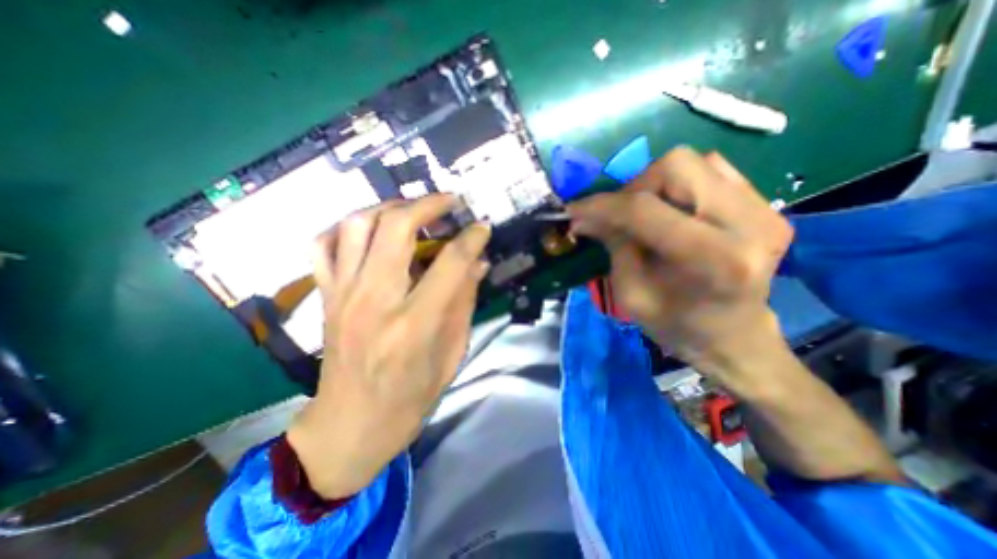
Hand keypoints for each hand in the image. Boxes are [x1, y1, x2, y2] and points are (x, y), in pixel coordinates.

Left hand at [289, 195, 489, 496]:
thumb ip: (465, 302)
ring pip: (358, 225)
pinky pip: (325, 244)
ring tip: (413, 210)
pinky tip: (370, 229)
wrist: (351, 424)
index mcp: (414, 324)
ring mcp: (343, 294)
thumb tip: (479, 264)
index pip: (450, 263)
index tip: (483, 227)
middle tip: (450, 201)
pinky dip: (348, 226)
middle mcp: (375, 300)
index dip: (472, 238)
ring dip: (389, 207)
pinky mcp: (326, 296)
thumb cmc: (410, 397)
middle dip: (429, 204)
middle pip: (397, 228)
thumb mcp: (452, 353)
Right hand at [569, 147, 795, 392]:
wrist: (732, 336)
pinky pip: (713, 170)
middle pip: (676, 166)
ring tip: (646, 214)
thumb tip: (584, 215)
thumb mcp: (631, 293)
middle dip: (634, 187)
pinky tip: (672, 211)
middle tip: (619, 215)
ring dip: (656, 184)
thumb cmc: (676, 325)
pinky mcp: (766, 205)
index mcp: (714, 260)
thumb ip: (612, 245)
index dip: (602, 205)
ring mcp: (765, 210)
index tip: (574, 211)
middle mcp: (749, 224)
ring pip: (695, 162)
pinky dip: (680, 185)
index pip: (645, 210)